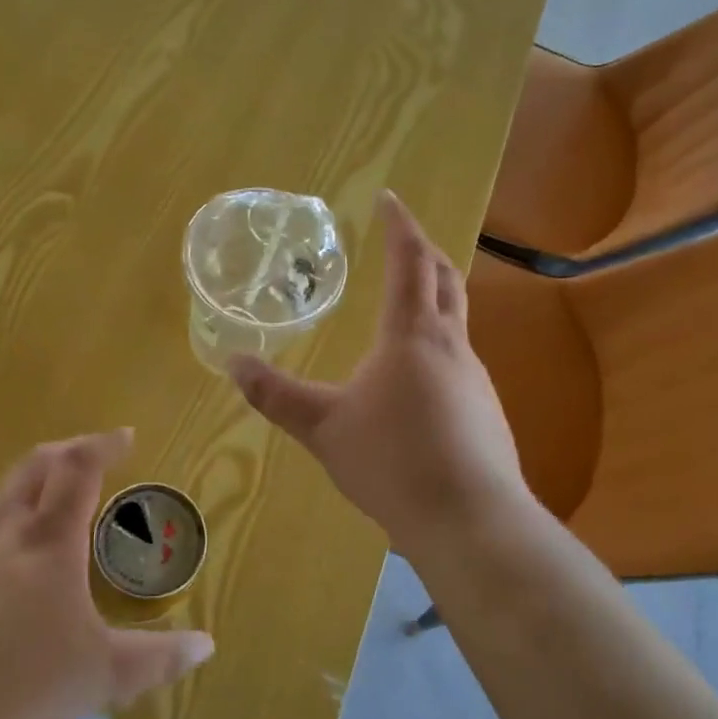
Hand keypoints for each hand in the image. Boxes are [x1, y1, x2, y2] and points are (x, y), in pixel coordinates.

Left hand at [0, 430, 214, 718]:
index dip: (103, 445)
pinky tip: (8, 556)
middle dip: (68, 450)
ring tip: (52, 497)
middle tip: (91, 455)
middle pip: (35, 466)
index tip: (125, 437)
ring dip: (32, 480)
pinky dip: (5, 517)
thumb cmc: (27, 691)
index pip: (79, 469)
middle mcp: (4, 533)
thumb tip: (206, 646)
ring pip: (1, 493)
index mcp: (49, 542)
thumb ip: (160, 658)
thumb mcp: (106, 676)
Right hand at [228, 190, 529, 550]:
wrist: (469, 520)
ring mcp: (475, 379)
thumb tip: (232, 362)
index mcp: (412, 336)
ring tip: (404, 306)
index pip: (409, 262)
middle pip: (445, 280)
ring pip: (456, 321)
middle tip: (403, 238)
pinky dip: (437, 346)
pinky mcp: (485, 411)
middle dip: (424, 252)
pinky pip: (459, 361)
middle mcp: (451, 346)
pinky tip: (416, 381)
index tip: (389, 199)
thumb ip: (275, 395)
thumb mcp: (323, 427)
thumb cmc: (392, 462)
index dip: (400, 226)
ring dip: (434, 299)